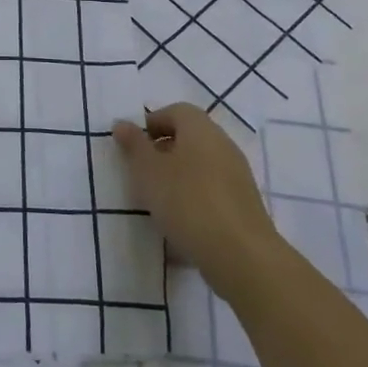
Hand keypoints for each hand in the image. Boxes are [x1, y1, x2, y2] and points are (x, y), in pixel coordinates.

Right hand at [113, 104, 278, 292]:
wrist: (241, 255)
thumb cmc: (187, 202)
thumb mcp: (148, 171)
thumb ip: (134, 145)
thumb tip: (122, 124)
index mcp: (201, 130)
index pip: (176, 111)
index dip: (152, 123)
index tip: (134, 147)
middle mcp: (223, 145)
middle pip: (190, 137)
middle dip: (163, 151)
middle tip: (142, 173)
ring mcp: (238, 176)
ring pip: (201, 165)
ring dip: (178, 176)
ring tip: (158, 201)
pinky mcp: (244, 205)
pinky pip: (212, 190)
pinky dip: (195, 198)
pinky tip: (182, 222)